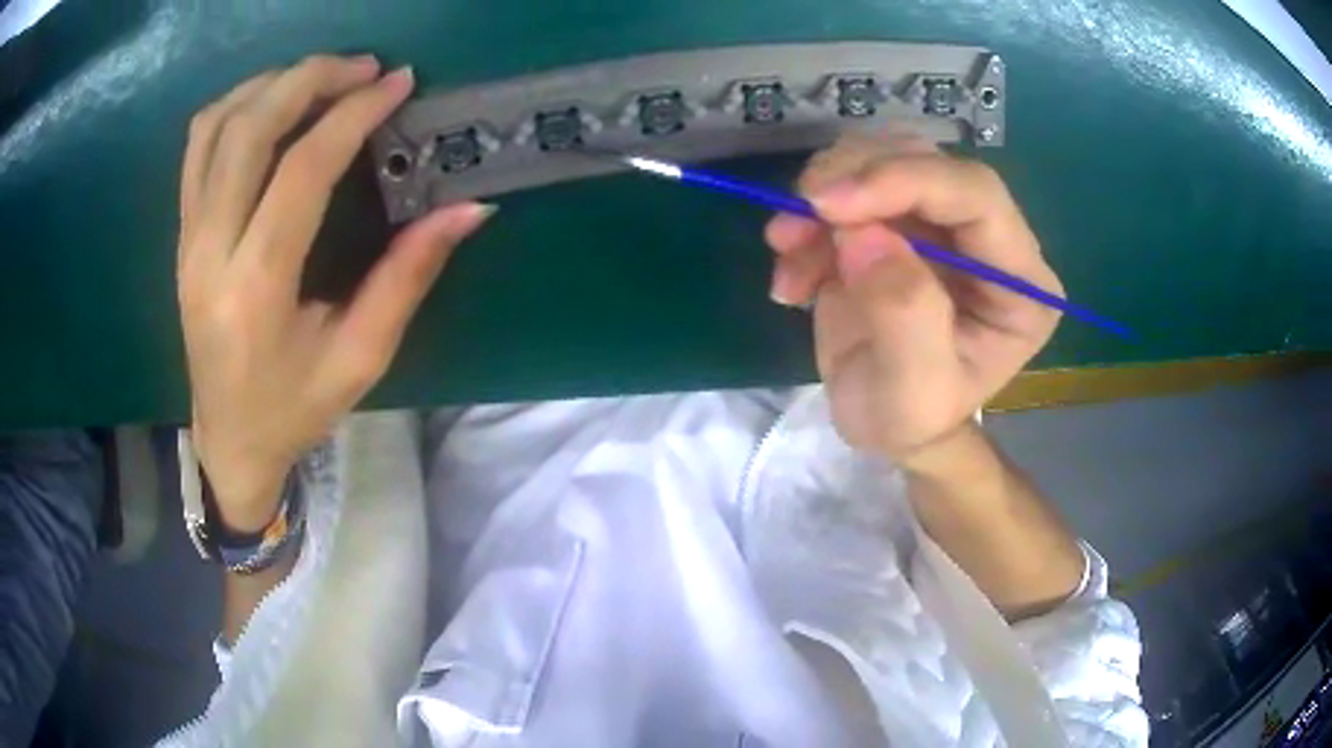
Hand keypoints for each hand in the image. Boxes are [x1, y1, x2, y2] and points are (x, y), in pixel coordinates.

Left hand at [178, 55, 493, 529]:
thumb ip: (409, 277)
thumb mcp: (362, 357)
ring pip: (216, 126)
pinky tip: (272, 103)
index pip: (302, 171)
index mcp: (257, 289)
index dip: (354, 115)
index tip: (398, 83)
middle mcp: (210, 253)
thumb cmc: (295, 409)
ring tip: (321, 76)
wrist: (228, 440)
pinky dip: (236, 106)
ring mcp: (188, 240)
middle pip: (250, 129)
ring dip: (272, 84)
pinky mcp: (182, 235)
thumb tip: (468, 209)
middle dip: (311, 79)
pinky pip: (197, 146)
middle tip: (364, 67)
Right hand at [764, 133, 1060, 467]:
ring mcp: (940, 223)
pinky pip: (848, 186)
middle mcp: (988, 238)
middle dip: (853, 179)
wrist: (884, 422)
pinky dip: (809, 218)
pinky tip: (793, 270)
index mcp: (1021, 281)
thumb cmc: (911, 418)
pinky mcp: (896, 221)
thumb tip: (864, 235)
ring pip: (882, 158)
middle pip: (925, 161)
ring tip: (788, 250)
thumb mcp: (912, 390)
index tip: (829, 203)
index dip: (904, 180)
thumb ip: (904, 313)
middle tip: (798, 219)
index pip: (976, 194)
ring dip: (822, 195)